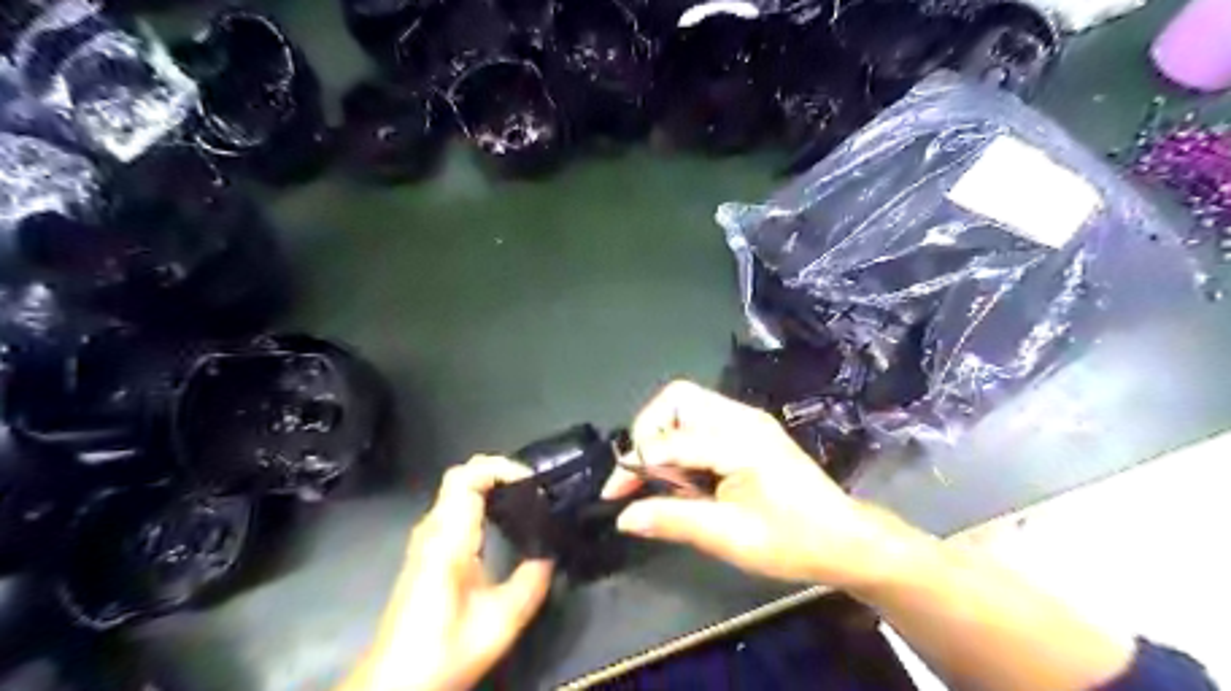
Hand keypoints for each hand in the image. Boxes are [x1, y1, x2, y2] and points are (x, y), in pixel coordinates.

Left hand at [341, 457, 552, 686]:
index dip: (501, 467)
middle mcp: (432, 530)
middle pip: (460, 475)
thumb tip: (551, 553)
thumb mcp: (501, 621)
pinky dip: (480, 499)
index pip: (467, 477)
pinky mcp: (425, 550)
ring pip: (455, 490)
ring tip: (525, 497)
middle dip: (498, 470)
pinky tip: (502, 520)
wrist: (394, 683)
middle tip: (532, 486)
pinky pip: (453, 506)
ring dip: (489, 483)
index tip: (531, 481)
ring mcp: (425, 539)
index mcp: (448, 539)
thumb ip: (531, 582)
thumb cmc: (444, 651)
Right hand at [602, 385, 929, 587]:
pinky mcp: (750, 430)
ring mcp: (747, 420)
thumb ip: (673, 519)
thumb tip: (624, 516)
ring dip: (664, 436)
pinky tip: (687, 475)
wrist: (846, 539)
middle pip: (677, 398)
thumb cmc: (793, 541)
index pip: (670, 439)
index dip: (635, 463)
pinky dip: (682, 440)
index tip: (614, 494)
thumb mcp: (729, 537)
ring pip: (687, 405)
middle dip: (649, 431)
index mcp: (739, 440)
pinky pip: (702, 420)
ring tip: (665, 480)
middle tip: (644, 475)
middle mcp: (742, 418)